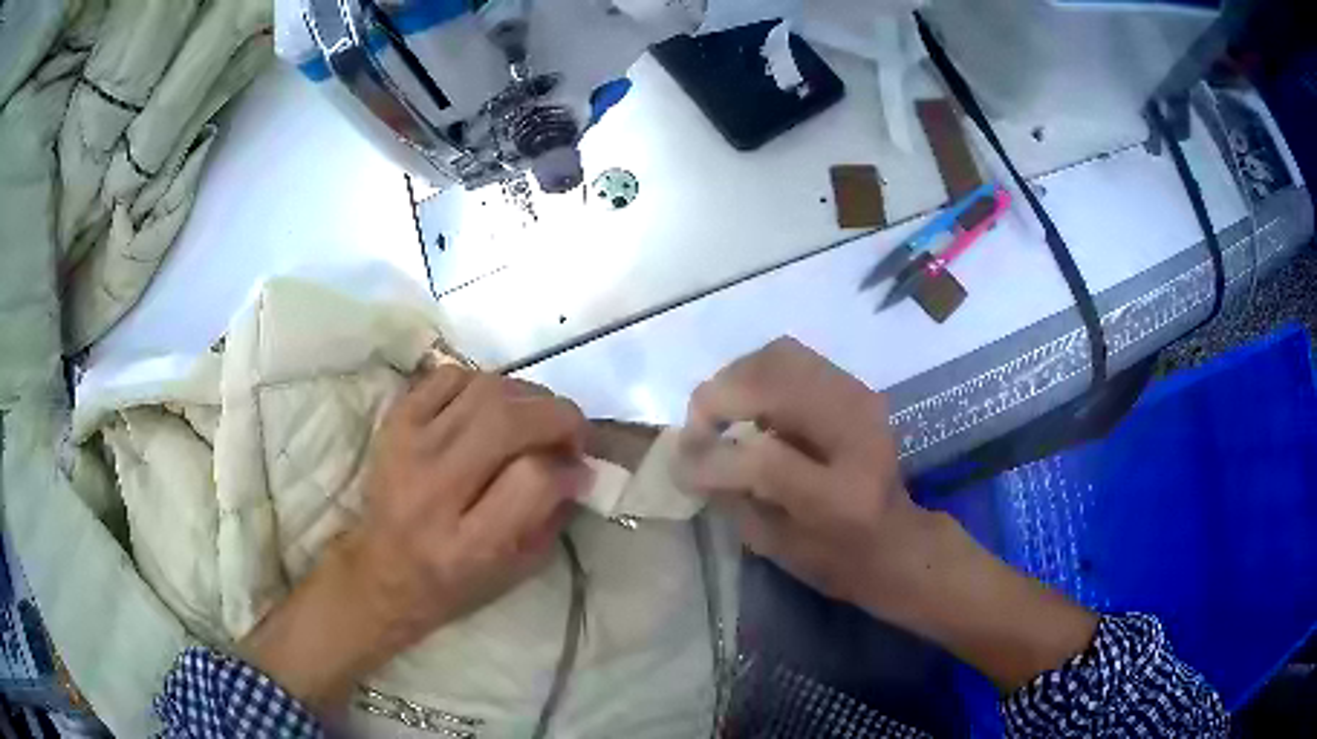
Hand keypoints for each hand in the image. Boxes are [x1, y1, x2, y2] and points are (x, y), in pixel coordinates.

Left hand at [242, 367, 591, 710]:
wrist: (379, 570)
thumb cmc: (453, 581)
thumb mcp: (515, 570)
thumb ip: (552, 517)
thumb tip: (579, 466)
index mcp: (468, 543)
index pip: (533, 480)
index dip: (569, 469)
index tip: (580, 471)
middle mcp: (434, 490)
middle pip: (508, 422)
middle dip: (559, 416)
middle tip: (571, 431)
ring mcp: (408, 448)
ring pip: (483, 390)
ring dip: (526, 396)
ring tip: (534, 418)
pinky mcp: (394, 423)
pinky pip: (449, 377)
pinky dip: (482, 383)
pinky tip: (489, 408)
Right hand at [680, 338, 1097, 691]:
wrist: (899, 541)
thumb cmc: (837, 561)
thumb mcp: (778, 548)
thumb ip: (731, 499)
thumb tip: (688, 455)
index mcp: (843, 497)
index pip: (766, 460)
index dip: (713, 457)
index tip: (682, 465)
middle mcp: (859, 435)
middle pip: (775, 382)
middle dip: (720, 397)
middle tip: (698, 428)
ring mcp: (862, 401)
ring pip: (782, 356)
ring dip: (737, 378)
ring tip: (719, 412)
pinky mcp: (857, 388)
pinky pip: (794, 359)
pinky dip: (758, 374)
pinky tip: (748, 405)